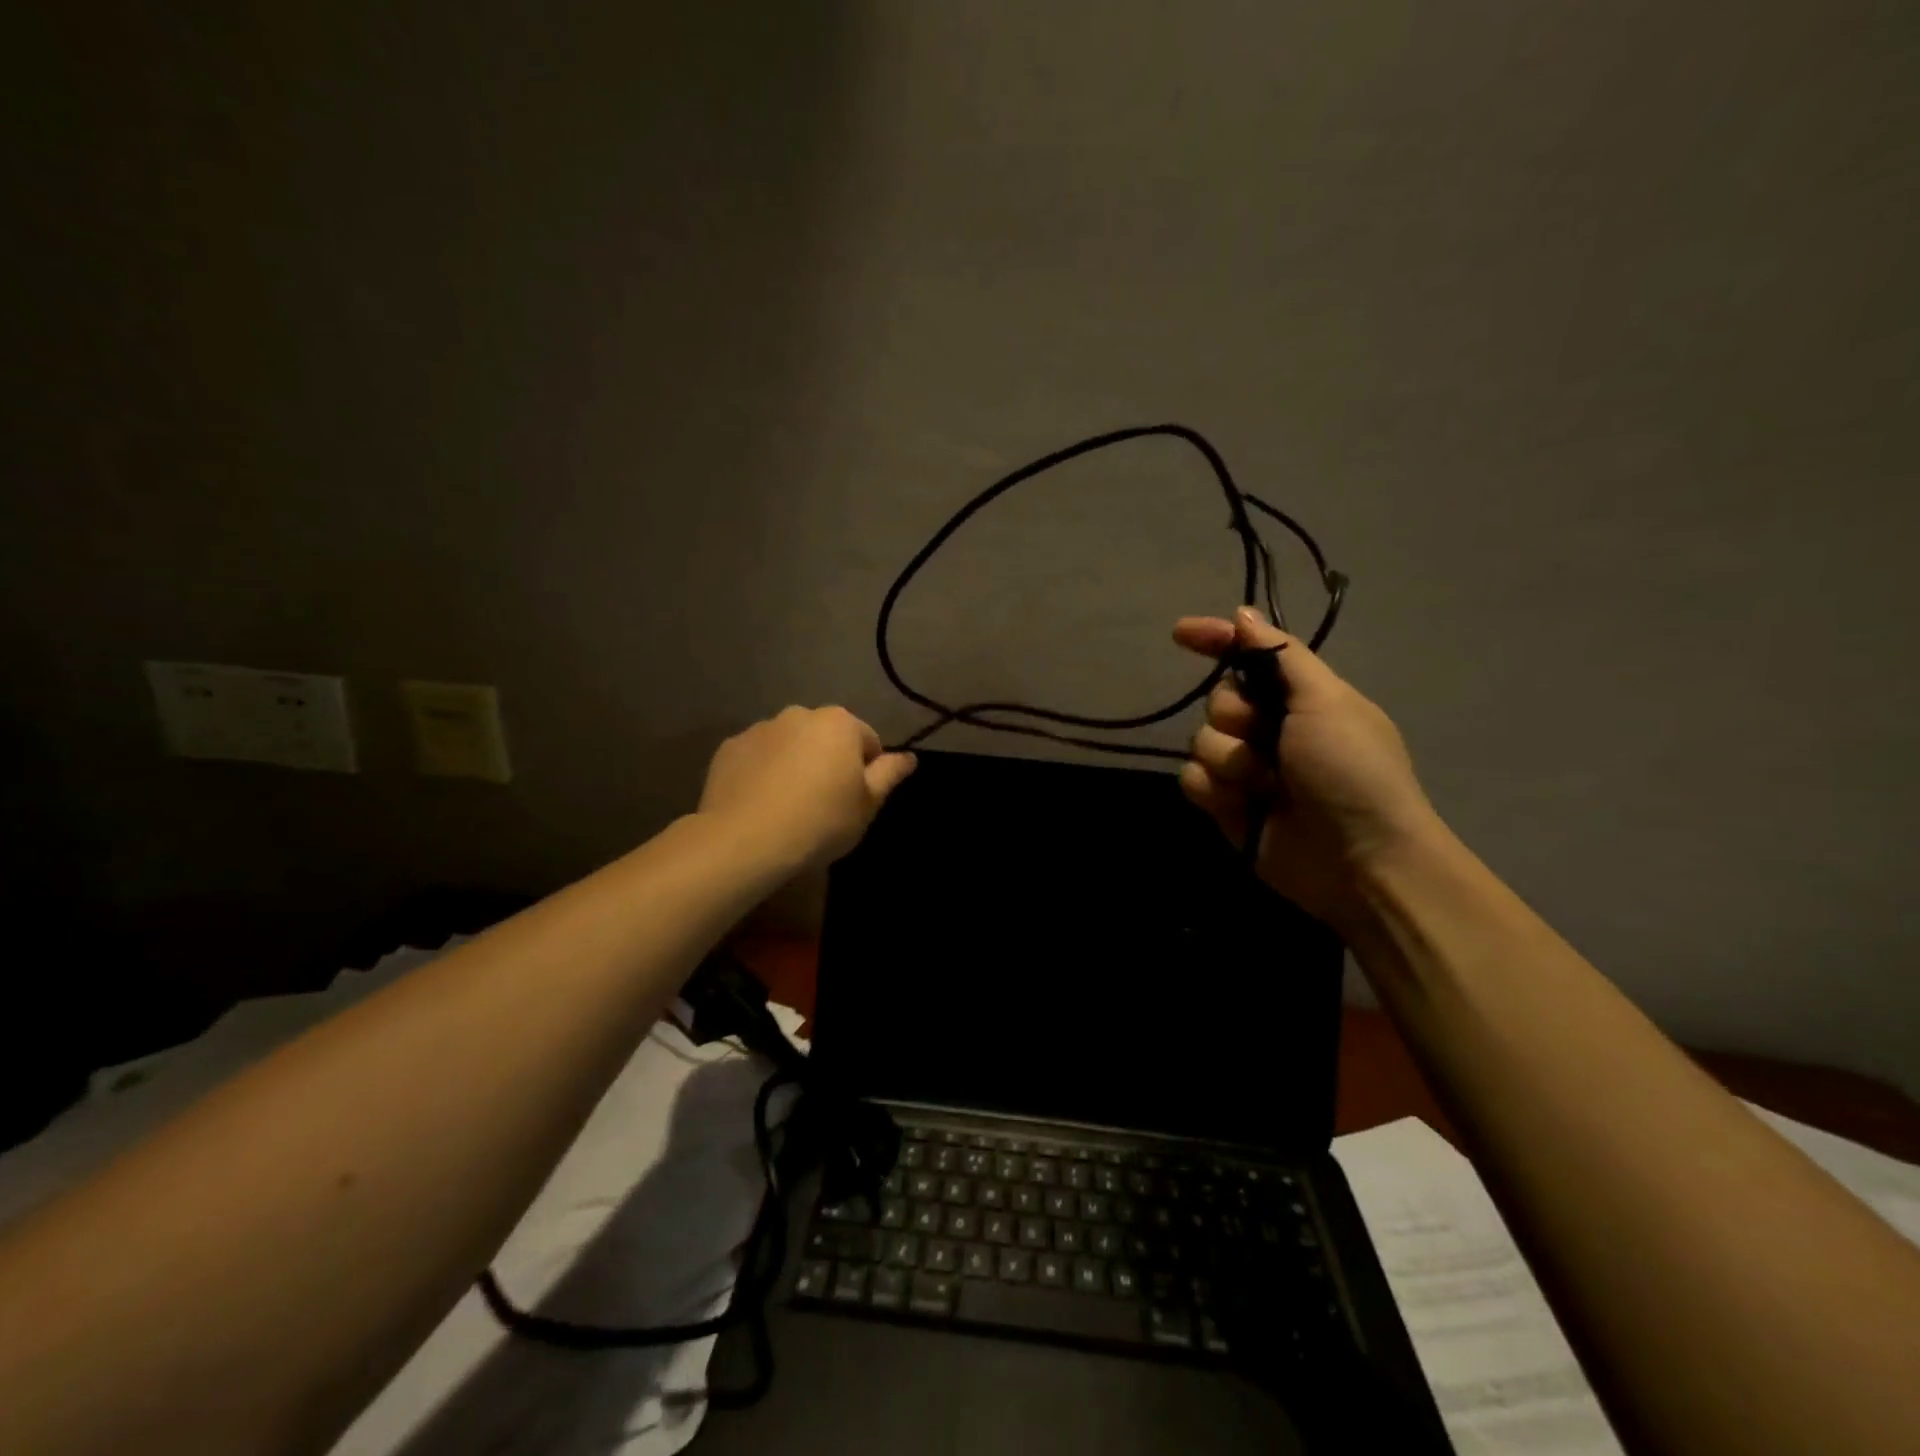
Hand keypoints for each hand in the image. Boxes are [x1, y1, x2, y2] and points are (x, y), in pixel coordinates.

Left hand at [698, 706, 916, 871]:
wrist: (746, 839)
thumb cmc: (820, 821)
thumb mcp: (867, 804)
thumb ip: (889, 774)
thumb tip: (909, 757)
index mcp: (839, 723)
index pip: (867, 740)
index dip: (867, 771)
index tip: (856, 800)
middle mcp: (799, 714)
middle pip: (825, 737)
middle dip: (828, 760)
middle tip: (825, 803)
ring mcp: (760, 728)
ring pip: (789, 744)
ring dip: (795, 763)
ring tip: (789, 805)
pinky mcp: (729, 748)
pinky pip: (757, 757)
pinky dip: (762, 772)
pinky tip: (760, 803)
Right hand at [1172, 606, 1439, 926]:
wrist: (1360, 859)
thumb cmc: (1352, 770)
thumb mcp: (1327, 701)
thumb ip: (1281, 655)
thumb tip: (1242, 614)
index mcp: (1299, 698)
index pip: (1247, 657)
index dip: (1215, 640)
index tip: (1179, 634)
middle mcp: (1270, 729)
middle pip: (1218, 700)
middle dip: (1235, 717)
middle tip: (1268, 739)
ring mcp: (1246, 770)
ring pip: (1200, 742)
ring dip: (1229, 761)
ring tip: (1265, 785)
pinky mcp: (1226, 806)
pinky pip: (1191, 780)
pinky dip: (1213, 791)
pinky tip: (1242, 806)